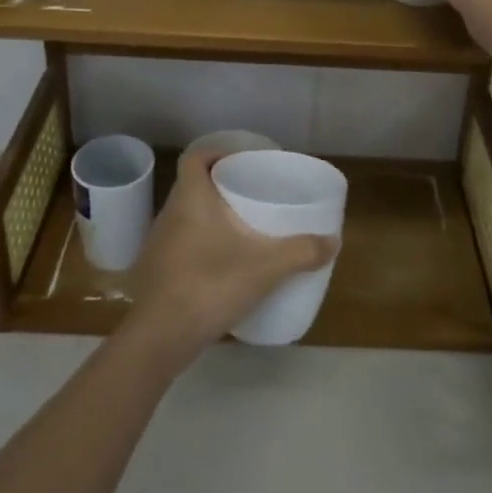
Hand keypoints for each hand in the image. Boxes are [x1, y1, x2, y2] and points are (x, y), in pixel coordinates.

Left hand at [121, 152, 338, 368]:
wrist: (157, 338)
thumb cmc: (208, 285)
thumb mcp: (264, 268)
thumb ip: (301, 252)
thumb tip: (333, 241)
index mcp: (190, 199)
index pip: (195, 158)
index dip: (216, 154)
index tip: (242, 163)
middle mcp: (170, 214)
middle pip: (193, 187)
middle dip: (221, 188)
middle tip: (252, 196)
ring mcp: (159, 245)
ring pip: (187, 218)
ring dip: (211, 219)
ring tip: (243, 230)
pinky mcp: (158, 273)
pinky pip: (183, 245)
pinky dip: (202, 246)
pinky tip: (224, 266)